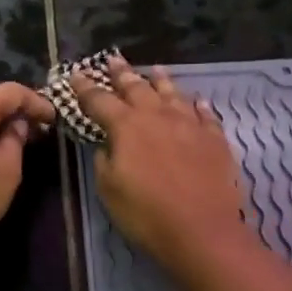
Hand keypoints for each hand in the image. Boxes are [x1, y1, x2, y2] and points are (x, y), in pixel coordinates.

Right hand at [72, 55, 248, 270]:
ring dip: (161, 81)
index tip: (76, 74)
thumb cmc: (146, 214)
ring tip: (155, 69)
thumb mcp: (109, 189)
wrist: (202, 230)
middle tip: (113, 60)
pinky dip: (198, 105)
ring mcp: (190, 124)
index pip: (100, 100)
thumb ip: (105, 159)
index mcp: (127, 127)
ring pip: (173, 94)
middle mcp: (158, 116)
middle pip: (137, 88)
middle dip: (122, 74)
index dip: (85, 87)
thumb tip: (108, 143)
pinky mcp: (215, 138)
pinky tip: (197, 101)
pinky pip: (206, 114)